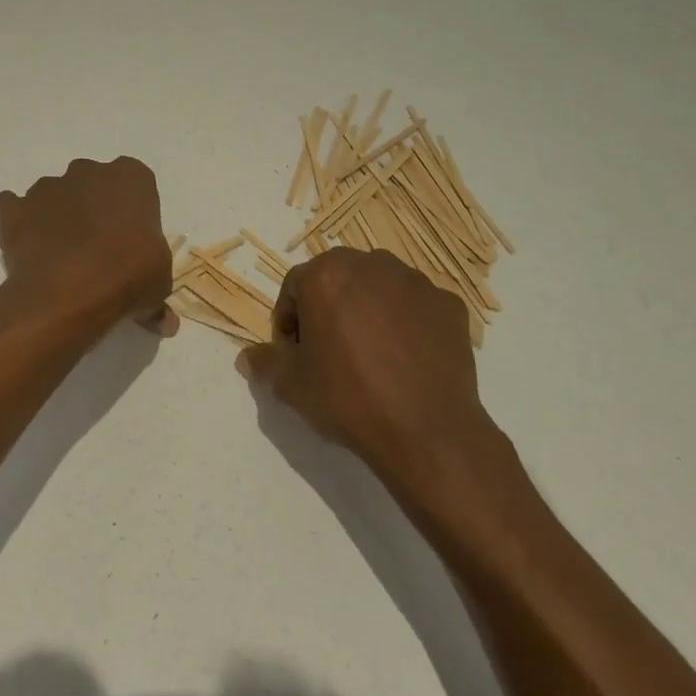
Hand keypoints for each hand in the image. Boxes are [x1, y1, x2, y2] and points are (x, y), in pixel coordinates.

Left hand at [0, 157, 174, 333]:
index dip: (131, 212)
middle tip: (98, 248)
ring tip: (61, 257)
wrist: (71, 290)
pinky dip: (18, 222)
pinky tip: (28, 249)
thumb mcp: (158, 286)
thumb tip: (164, 322)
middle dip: (93, 208)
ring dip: (57, 217)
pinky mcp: (15, 209)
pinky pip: (13, 208)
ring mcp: (47, 187)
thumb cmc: (129, 276)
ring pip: (53, 195)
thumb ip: (158, 295)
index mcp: (130, 177)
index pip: (135, 184)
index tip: (130, 241)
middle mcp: (87, 171)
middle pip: (92, 184)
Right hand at [241, 248, 499, 485]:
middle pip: (338, 279)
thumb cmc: (349, 399)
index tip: (296, 353)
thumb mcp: (292, 386)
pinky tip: (406, 360)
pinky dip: (407, 323)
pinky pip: (416, 306)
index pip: (295, 288)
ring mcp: (415, 281)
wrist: (427, 430)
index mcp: (326, 274)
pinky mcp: (448, 303)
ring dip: (368, 310)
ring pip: (379, 288)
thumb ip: (265, 362)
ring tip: (371, 355)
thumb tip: (246, 357)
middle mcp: (371, 264)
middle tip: (330, 352)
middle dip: (328, 308)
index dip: (289, 321)